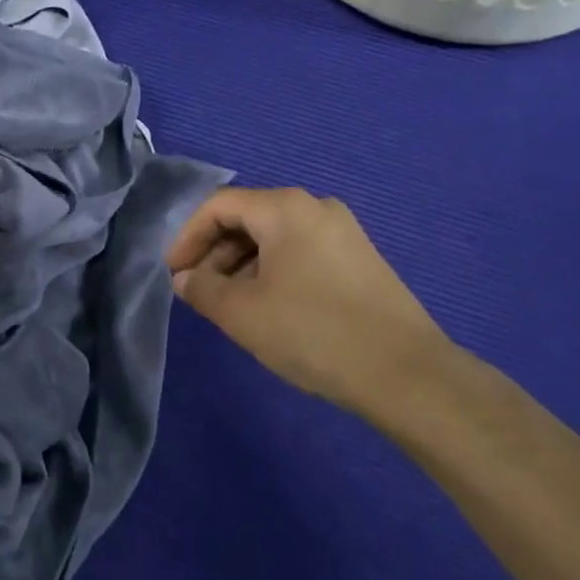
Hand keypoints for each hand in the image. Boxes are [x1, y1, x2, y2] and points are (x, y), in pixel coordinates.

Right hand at [166, 186, 455, 413]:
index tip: (174, 274)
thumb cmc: (312, 332)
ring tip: (231, 306)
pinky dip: (272, 273)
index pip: (219, 206)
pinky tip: (270, 309)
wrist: (405, 373)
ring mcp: (344, 233)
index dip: (188, 237)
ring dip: (242, 266)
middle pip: (248, 218)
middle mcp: (316, 208)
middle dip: (215, 253)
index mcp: (285, 208)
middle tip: (200, 293)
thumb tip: (186, 278)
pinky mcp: (360, 260)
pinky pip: (300, 253)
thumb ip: (202, 289)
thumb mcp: (241, 312)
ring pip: (275, 238)